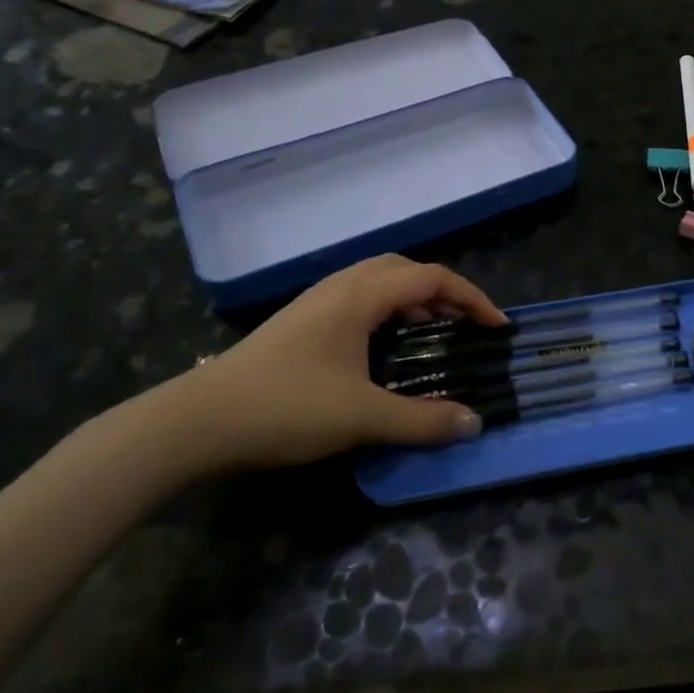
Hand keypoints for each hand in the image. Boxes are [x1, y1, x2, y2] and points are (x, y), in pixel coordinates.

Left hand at [164, 255, 507, 471]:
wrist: (197, 421)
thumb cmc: (285, 407)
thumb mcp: (361, 417)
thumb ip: (422, 420)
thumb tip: (474, 423)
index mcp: (360, 296)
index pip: (432, 278)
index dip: (472, 297)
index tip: (496, 327)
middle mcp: (340, 286)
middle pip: (404, 269)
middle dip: (442, 291)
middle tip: (462, 324)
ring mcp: (315, 302)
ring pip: (377, 281)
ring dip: (411, 299)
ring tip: (429, 334)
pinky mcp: (300, 321)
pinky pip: (357, 299)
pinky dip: (386, 312)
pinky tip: (382, 350)